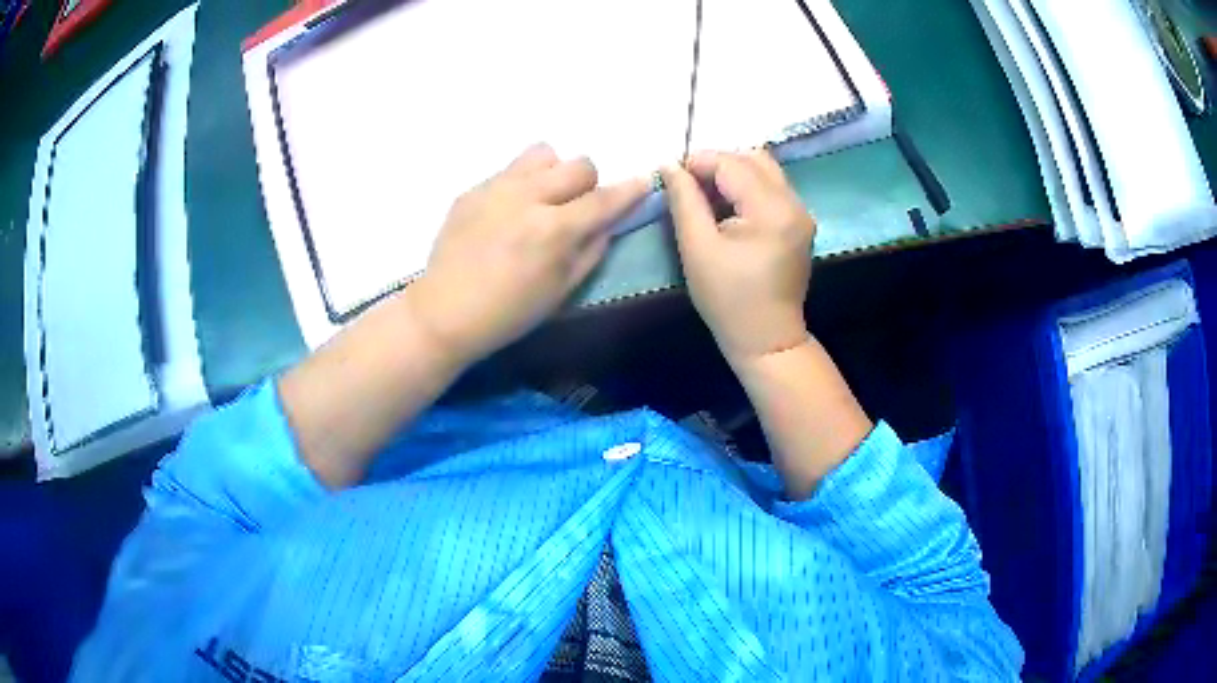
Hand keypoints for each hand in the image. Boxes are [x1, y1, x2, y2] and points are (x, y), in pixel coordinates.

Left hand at [405, 144, 647, 364]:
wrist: (443, 312)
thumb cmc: (508, 313)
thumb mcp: (561, 290)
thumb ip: (593, 249)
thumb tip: (610, 220)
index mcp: (554, 230)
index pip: (604, 199)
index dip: (630, 190)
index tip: (643, 182)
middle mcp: (528, 197)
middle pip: (579, 164)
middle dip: (588, 184)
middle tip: (575, 208)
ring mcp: (496, 188)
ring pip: (543, 154)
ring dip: (554, 173)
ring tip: (541, 200)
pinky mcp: (472, 189)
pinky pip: (510, 170)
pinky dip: (521, 184)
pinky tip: (506, 214)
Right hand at [662, 150, 815, 363]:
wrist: (767, 339)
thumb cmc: (728, 300)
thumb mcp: (697, 248)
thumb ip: (684, 201)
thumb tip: (669, 165)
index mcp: (771, 210)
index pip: (732, 164)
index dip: (698, 162)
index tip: (672, 176)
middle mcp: (794, 203)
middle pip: (753, 158)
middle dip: (717, 164)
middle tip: (689, 186)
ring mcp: (802, 212)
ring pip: (765, 169)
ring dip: (733, 173)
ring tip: (707, 196)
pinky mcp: (800, 222)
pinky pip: (772, 187)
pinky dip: (747, 187)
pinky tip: (728, 208)